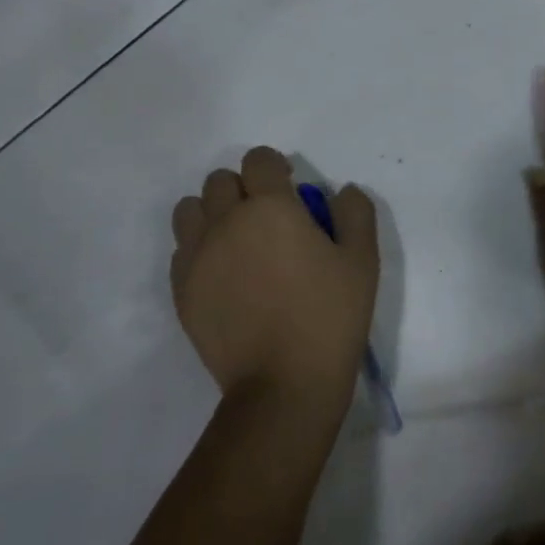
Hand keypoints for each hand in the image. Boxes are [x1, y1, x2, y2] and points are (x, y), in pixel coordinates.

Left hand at [171, 147, 378, 412]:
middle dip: (244, 189)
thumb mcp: (362, 260)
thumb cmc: (329, 316)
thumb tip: (342, 191)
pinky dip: (199, 251)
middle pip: (220, 180)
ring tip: (237, 242)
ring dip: (212, 214)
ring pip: (190, 210)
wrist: (283, 385)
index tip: (290, 189)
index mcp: (269, 207)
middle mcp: (225, 222)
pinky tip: (224, 276)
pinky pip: (181, 251)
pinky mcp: (181, 291)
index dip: (275, 167)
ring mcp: (197, 257)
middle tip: (267, 220)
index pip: (258, 159)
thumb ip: (355, 212)